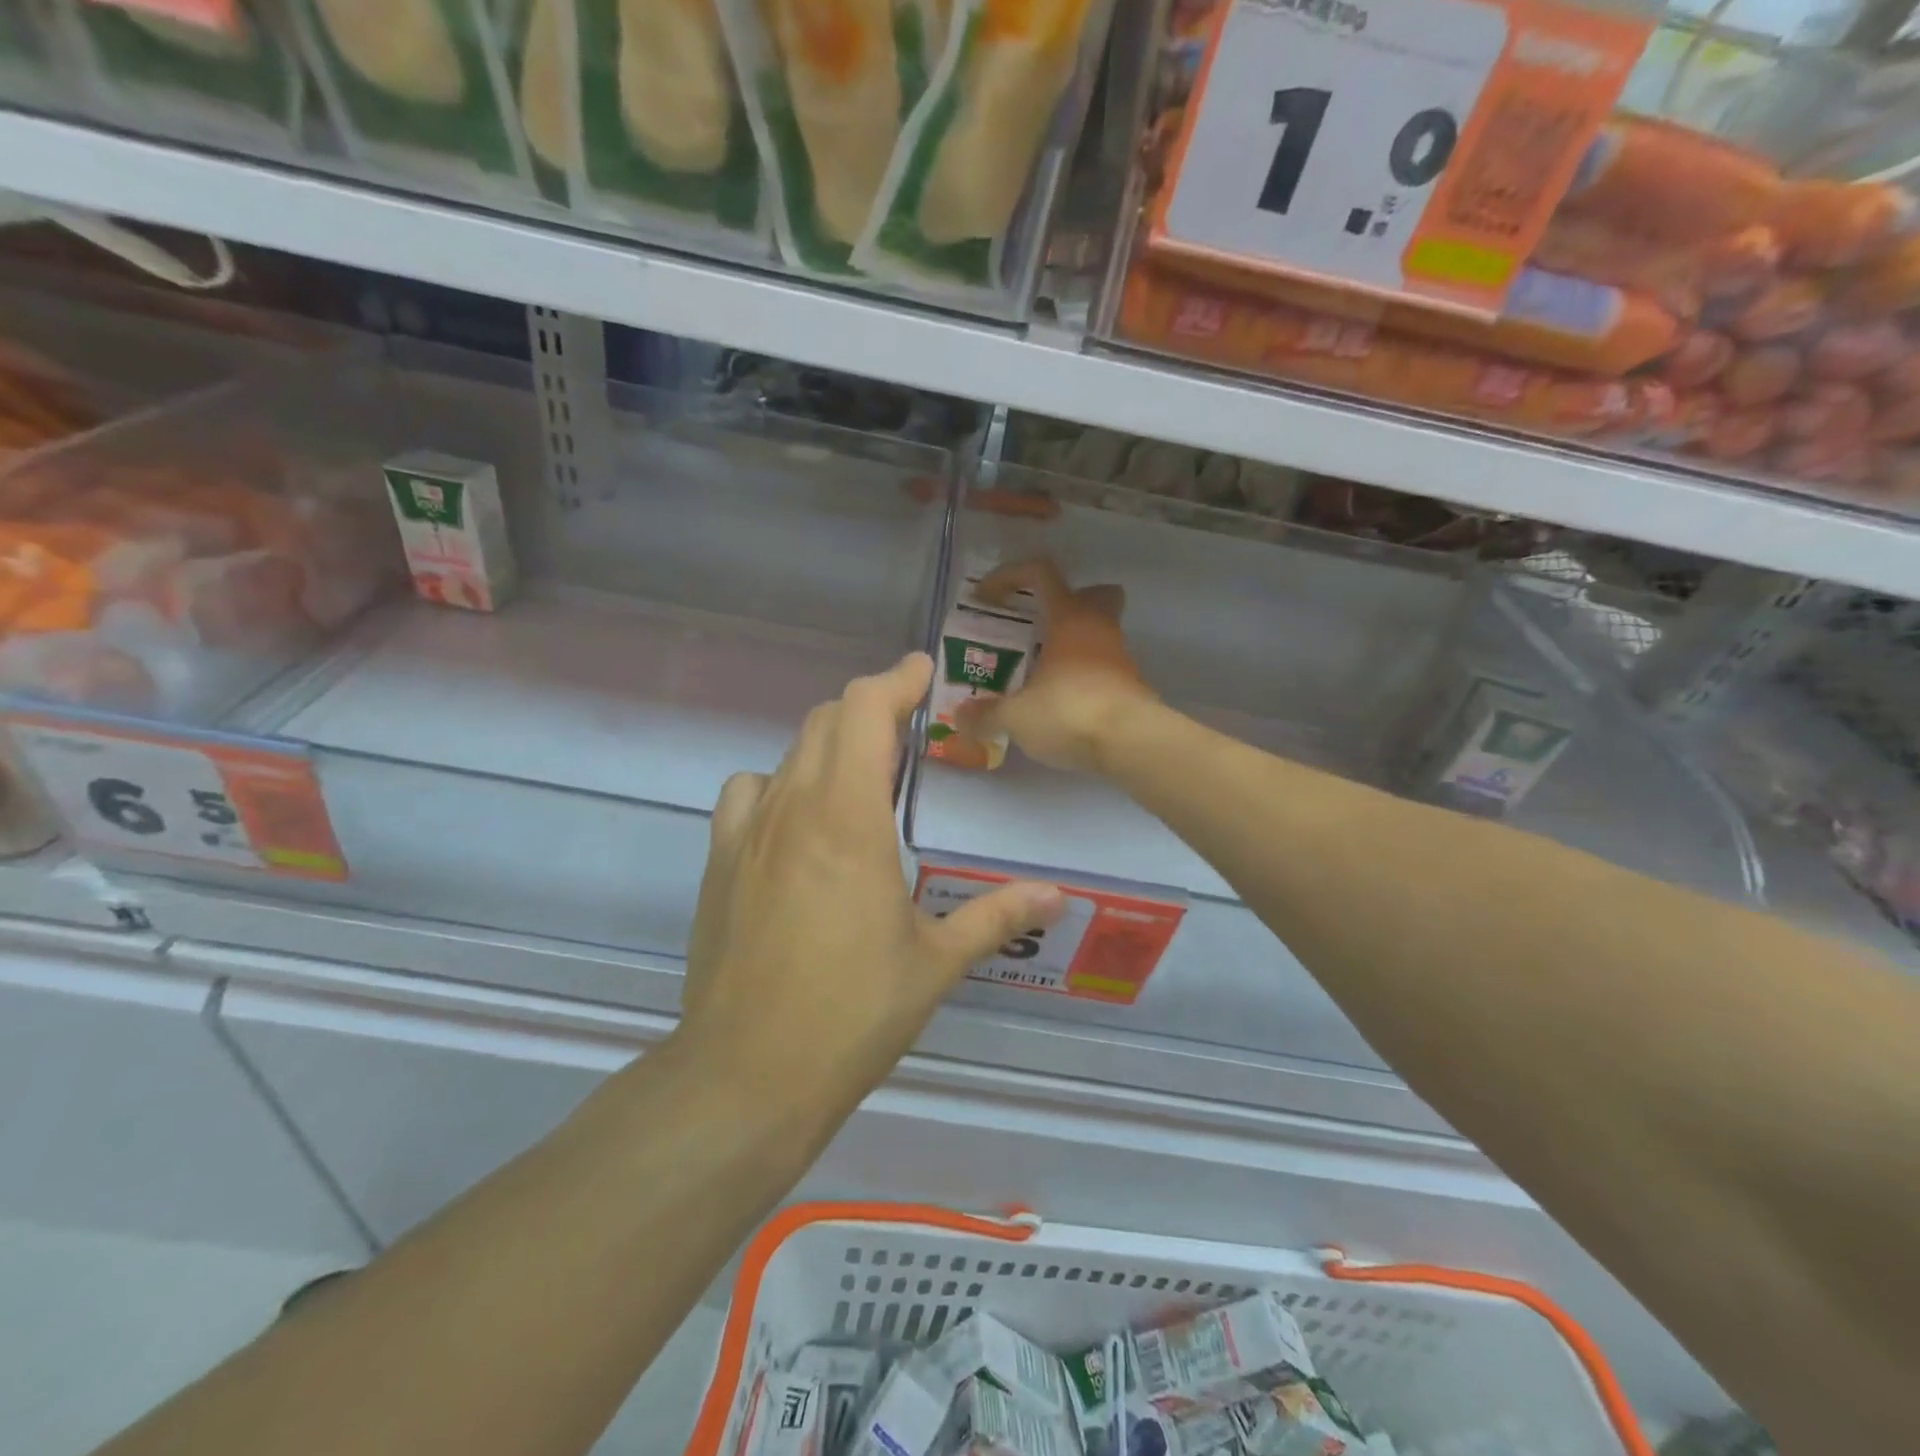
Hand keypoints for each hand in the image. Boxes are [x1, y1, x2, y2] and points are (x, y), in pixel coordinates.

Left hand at [680, 652, 1065, 1116]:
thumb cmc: (851, 1014)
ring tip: (860, 777)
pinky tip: (799, 824)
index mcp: (849, 819)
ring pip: (788, 752)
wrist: (746, 1075)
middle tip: (910, 731)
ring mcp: (747, 833)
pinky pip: (748, 792)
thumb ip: (997, 915)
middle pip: (826, 719)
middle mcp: (793, 808)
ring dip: (829, 744)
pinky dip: (780, 783)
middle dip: (871, 708)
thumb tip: (1058, 896)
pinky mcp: (719, 862)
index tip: (924, 672)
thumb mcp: (935, 963)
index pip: (865, 710)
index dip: (896, 679)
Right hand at [956, 558, 1155, 773]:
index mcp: (1069, 619)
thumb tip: (961, 718)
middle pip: (1093, 594)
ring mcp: (1120, 657)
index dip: (1009, 576)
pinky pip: (1104, 669)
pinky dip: (1084, 677)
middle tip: (1037, 625)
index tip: (985, 598)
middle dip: (1066, 602)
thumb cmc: (1070, 712)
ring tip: (1040, 673)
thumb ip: (986, 715)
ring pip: (1099, 633)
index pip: (1041, 573)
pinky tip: (1062, 704)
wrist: (1131, 744)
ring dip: (1073, 645)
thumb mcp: (1016, 716)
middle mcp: (1099, 629)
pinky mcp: (1131, 688)